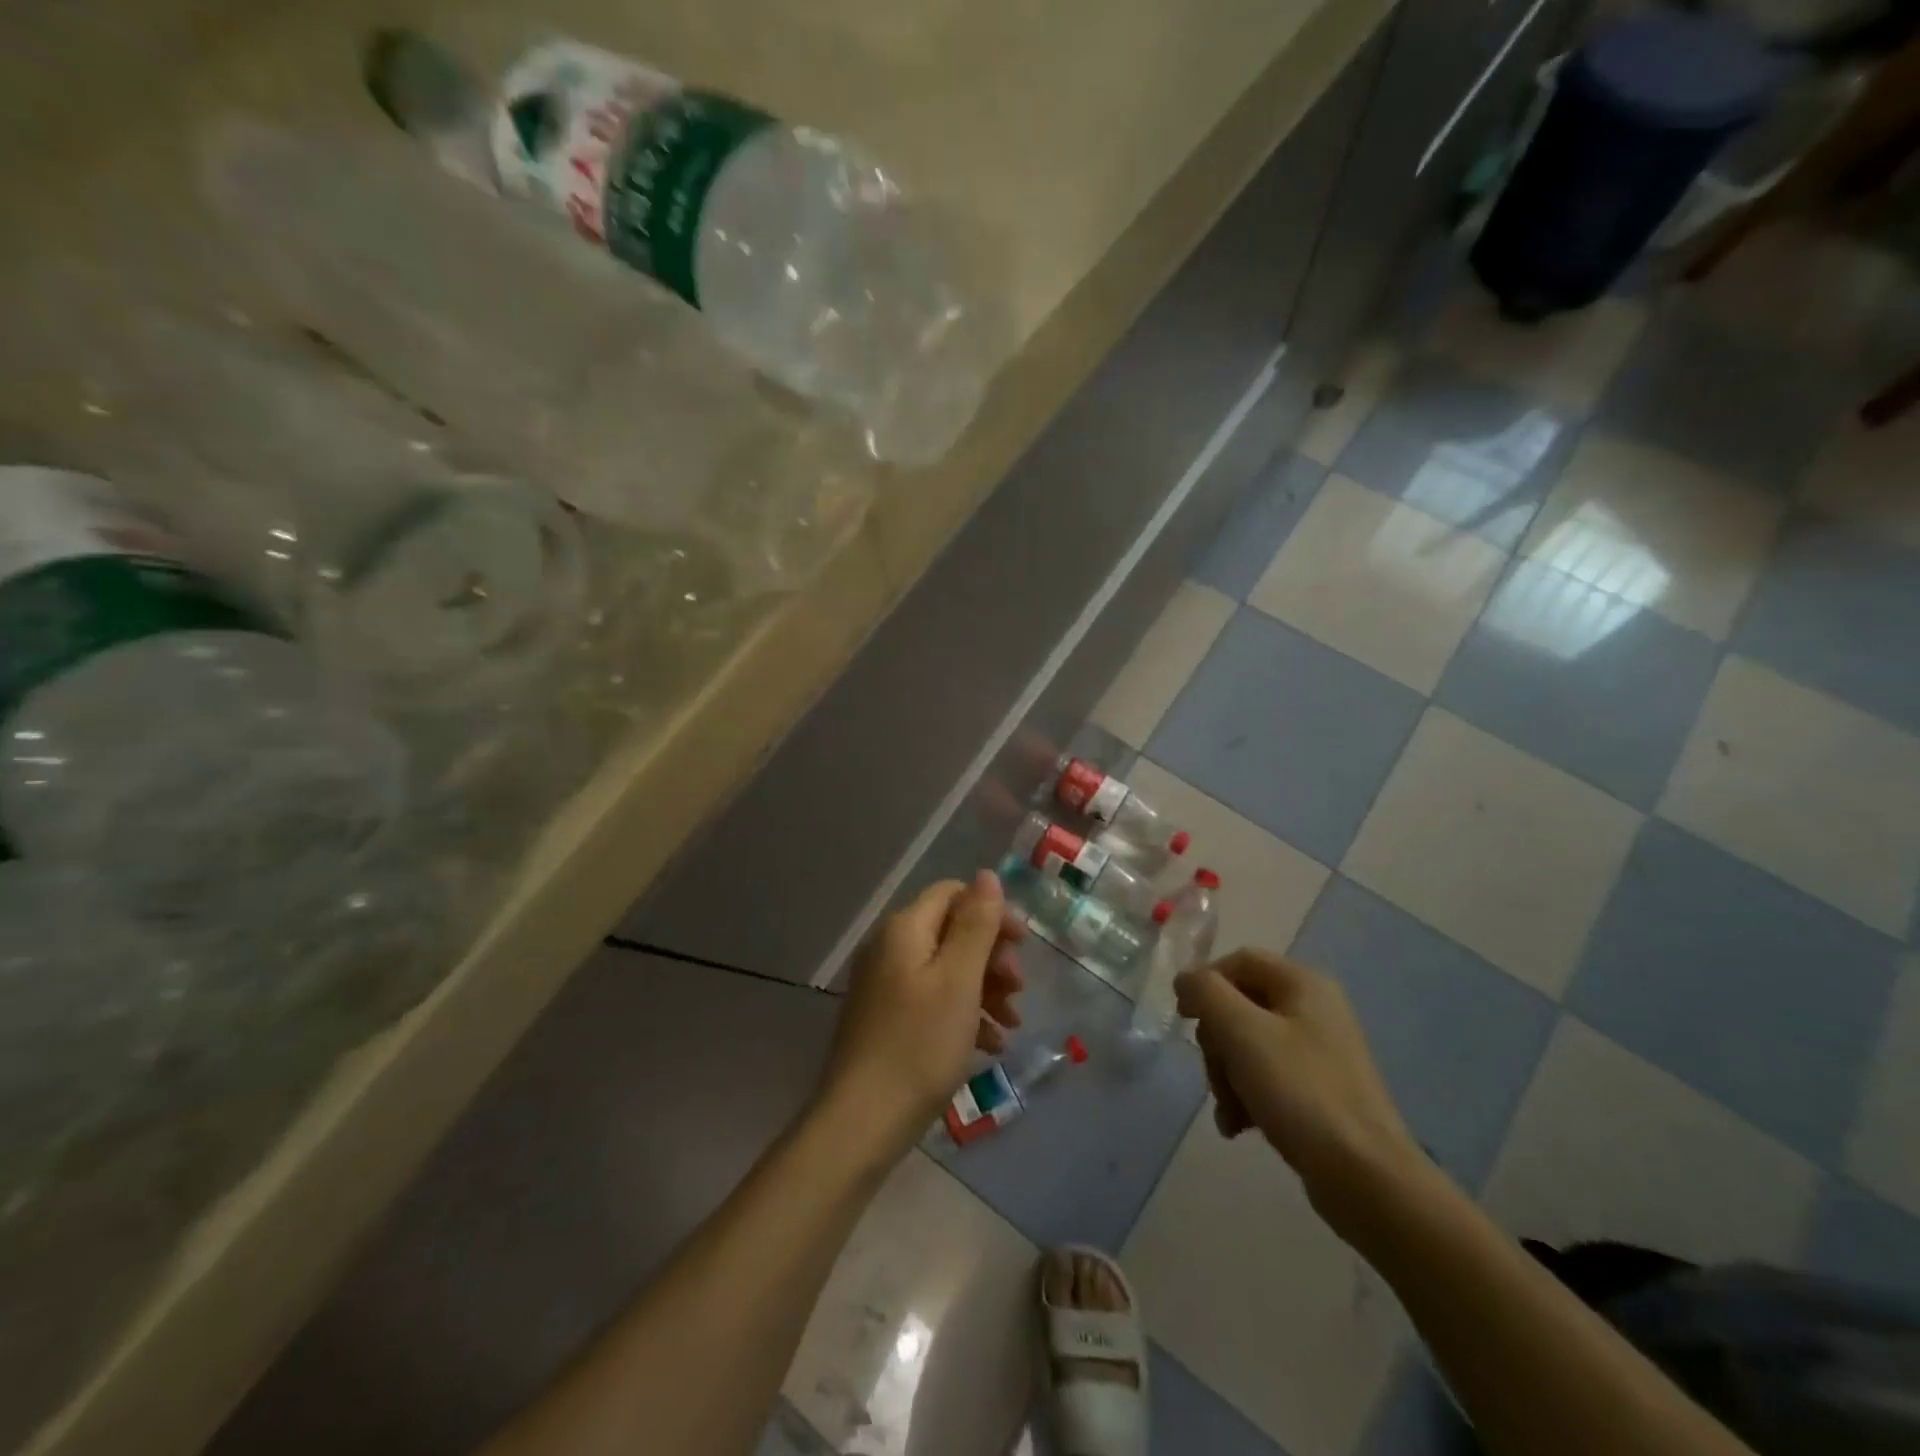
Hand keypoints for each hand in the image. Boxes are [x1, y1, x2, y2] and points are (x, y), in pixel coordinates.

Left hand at [816, 871, 1025, 1156]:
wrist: (863, 1121)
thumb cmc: (919, 1044)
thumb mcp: (959, 979)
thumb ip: (976, 924)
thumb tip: (988, 875)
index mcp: (905, 929)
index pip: (954, 894)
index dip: (992, 912)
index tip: (1023, 945)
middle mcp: (891, 948)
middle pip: (952, 932)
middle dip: (992, 956)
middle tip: (1019, 989)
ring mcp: (886, 985)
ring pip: (947, 969)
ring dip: (984, 988)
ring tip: (1011, 1023)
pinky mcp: (888, 1019)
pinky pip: (933, 1001)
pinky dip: (964, 1014)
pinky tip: (989, 1045)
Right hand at [1175, 949, 1423, 1230]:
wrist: (1366, 1177)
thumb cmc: (1300, 1092)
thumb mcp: (1242, 1031)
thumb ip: (1206, 992)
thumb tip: (1186, 980)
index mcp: (1303, 983)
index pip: (1238, 961)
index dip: (1205, 983)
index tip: (1184, 1019)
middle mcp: (1314, 1009)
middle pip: (1240, 1006)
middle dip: (1216, 1042)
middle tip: (1215, 1073)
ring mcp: (1319, 1051)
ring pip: (1248, 1045)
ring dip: (1226, 1075)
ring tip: (1229, 1112)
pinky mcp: (1319, 1090)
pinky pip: (1267, 1077)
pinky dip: (1246, 1096)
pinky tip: (1239, 1126)